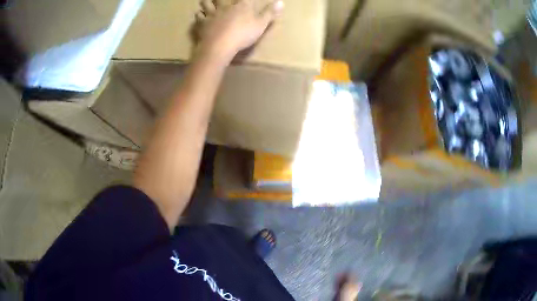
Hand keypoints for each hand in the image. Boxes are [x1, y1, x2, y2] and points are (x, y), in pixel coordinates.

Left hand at [195, 0, 283, 60]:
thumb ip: (270, 13)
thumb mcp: (261, 24)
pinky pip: (199, 16)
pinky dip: (199, 15)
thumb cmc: (243, 35)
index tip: (244, 0)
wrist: (220, 46)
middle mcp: (226, 6)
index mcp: (242, 5)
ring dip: (207, 2)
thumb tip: (281, 2)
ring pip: (206, 3)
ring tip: (207, 2)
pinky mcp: (203, 24)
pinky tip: (200, 15)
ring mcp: (212, 14)